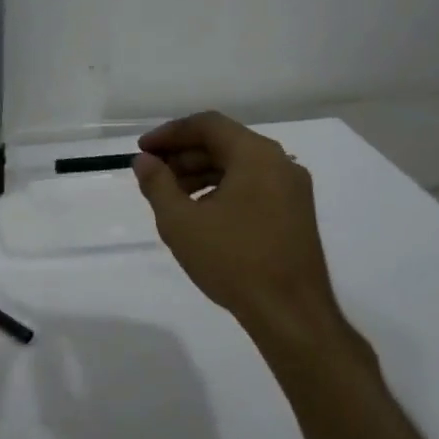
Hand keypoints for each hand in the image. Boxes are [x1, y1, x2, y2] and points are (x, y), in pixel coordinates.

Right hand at [133, 113, 359, 368]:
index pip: (208, 124)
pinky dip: (223, 190)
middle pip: (225, 143)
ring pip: (239, 166)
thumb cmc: (233, 260)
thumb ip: (157, 184)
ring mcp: (293, 189)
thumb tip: (144, 160)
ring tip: (171, 197)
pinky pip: (253, 186)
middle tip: (152, 175)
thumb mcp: (181, 222)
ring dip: (202, 173)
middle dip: (184, 155)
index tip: (143, 151)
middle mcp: (280, 162)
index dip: (170, 133)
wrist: (291, 314)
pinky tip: (202, 214)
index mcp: (256, 154)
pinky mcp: (296, 213)